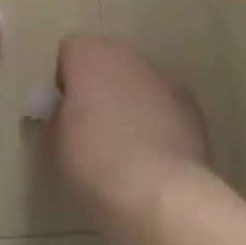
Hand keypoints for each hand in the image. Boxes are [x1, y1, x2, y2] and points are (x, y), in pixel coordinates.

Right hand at [50, 35, 210, 234]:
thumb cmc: (94, 162)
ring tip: (126, 147)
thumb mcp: (55, 143)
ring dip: (130, 101)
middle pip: (107, 60)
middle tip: (92, 127)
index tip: (65, 114)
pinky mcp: (190, 105)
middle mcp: (127, 55)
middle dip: (99, 85)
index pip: (69, 52)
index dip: (65, 81)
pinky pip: (164, 105)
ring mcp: (162, 78)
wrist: (160, 192)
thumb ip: (57, 118)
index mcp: (89, 55)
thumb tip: (64, 114)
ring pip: (138, 81)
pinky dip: (158, 121)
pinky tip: (153, 156)